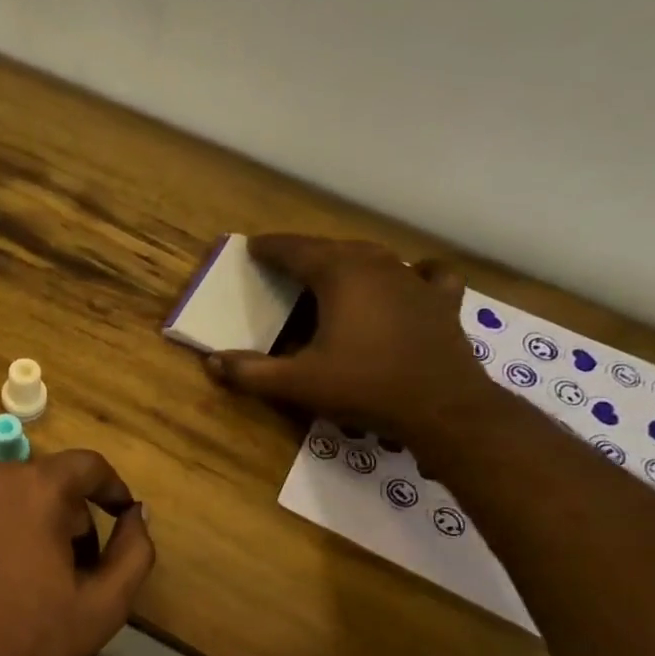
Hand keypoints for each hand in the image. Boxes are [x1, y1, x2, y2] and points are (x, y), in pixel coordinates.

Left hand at [0, 451, 155, 655]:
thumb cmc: (28, 643)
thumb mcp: (104, 606)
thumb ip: (134, 550)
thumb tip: (136, 513)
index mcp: (36, 488)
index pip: (87, 465)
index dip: (109, 488)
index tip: (118, 515)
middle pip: (40, 480)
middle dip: (62, 513)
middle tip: (66, 564)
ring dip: (16, 518)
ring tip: (16, 571)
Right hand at [205, 235, 486, 442]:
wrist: (442, 408)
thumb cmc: (365, 388)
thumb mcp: (298, 384)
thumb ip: (251, 372)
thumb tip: (212, 362)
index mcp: (339, 275)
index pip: (295, 250)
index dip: (271, 248)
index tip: (253, 247)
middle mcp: (377, 265)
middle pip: (333, 248)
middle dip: (305, 253)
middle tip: (284, 264)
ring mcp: (414, 280)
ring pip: (374, 257)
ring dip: (348, 261)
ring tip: (331, 273)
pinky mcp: (442, 300)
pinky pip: (425, 275)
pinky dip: (410, 273)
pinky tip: (408, 280)